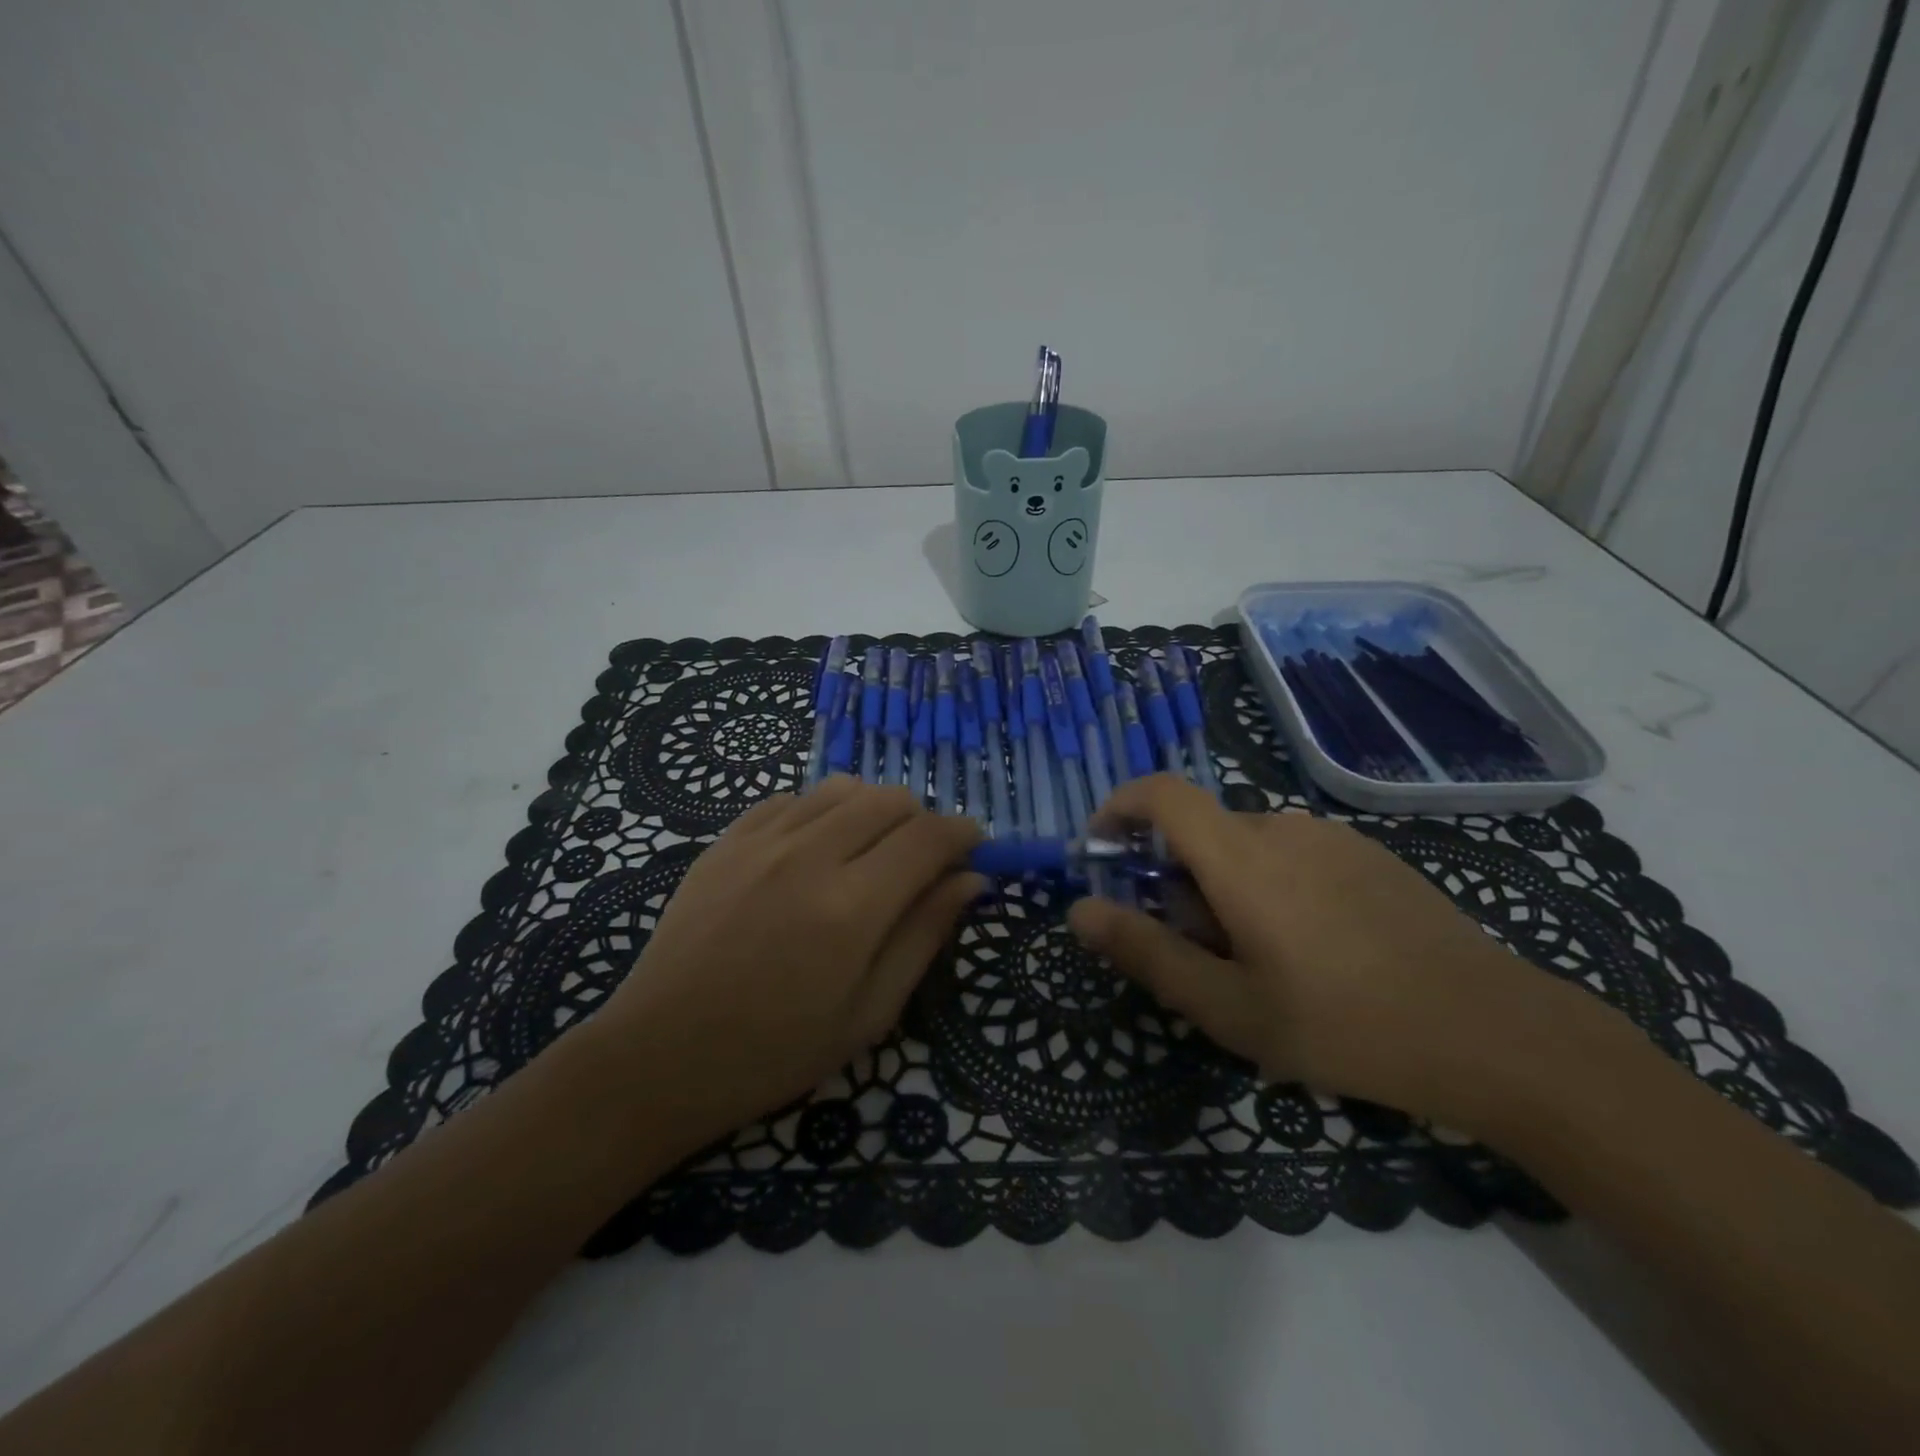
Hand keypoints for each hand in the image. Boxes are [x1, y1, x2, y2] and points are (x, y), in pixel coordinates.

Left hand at [589, 778, 983, 1150]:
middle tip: (919, 862)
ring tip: (867, 853)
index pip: (928, 838)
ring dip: (872, 811)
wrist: (660, 1055)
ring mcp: (762, 841)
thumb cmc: (775, 1051)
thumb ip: (923, 936)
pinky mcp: (726, 839)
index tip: (974, 847)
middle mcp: (810, 856)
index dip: (962, 835)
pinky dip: (820, 812)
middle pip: (889, 800)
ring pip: (842, 788)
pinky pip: (791, 798)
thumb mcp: (868, 1013)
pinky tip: (814, 850)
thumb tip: (971, 880)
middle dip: (920, 822)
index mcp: (852, 907)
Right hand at [1067, 775, 1619, 1130]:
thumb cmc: (1344, 1025)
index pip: (1160, 794)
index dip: (1119, 807)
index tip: (1103, 850)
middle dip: (1179, 883)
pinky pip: (1294, 856)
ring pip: (1247, 848)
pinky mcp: (1370, 855)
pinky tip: (1317, 952)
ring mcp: (1333, 837)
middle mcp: (1282, 827)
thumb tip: (1079, 910)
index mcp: (1241, 857)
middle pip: (1202, 834)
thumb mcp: (1228, 1007)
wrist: (1495, 1033)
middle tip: (1203, 956)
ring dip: (1228, 890)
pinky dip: (1272, 887)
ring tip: (1264, 964)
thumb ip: (1146, 952)